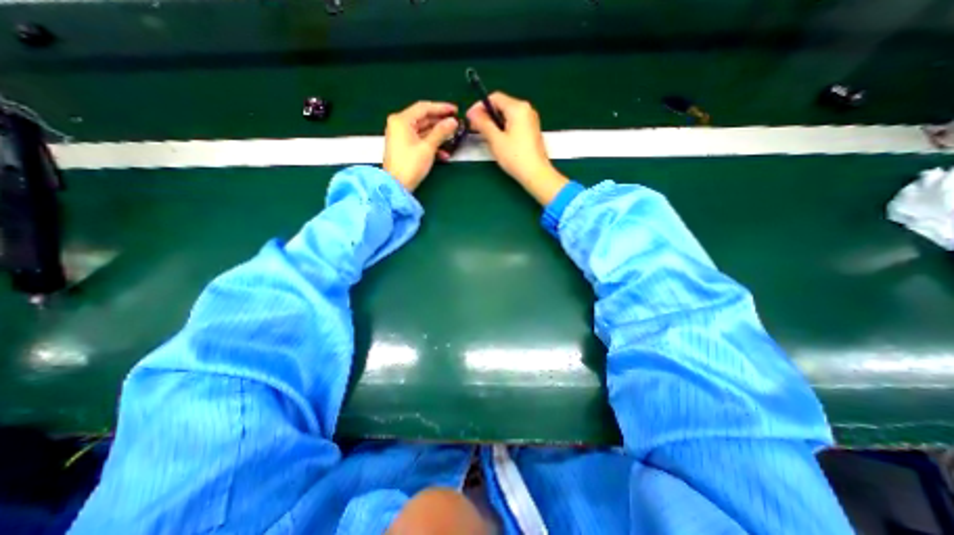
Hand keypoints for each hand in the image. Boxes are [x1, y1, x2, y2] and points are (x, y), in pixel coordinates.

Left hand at [384, 101, 459, 191]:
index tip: (455, 110)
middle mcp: (399, 125)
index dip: (441, 108)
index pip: (424, 107)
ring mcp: (401, 136)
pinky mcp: (404, 147)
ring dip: (438, 135)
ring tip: (453, 138)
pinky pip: (420, 141)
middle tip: (456, 124)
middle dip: (440, 122)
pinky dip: (431, 145)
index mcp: (401, 120)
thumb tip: (453, 121)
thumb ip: (441, 132)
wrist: (396, 185)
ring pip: (423, 131)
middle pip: (423, 118)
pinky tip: (444, 154)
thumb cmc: (410, 165)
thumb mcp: (428, 147)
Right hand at [468, 93, 565, 205]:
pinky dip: (504, 128)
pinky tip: (498, 140)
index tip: (470, 118)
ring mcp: (530, 120)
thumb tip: (472, 113)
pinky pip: (514, 123)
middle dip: (487, 115)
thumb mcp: (496, 140)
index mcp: (518, 108)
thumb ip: (483, 124)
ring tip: (484, 136)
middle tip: (475, 128)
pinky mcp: (531, 131)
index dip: (479, 106)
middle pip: (502, 105)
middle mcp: (526, 109)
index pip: (495, 97)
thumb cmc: (515, 157)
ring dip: (494, 123)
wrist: (536, 174)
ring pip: (507, 115)